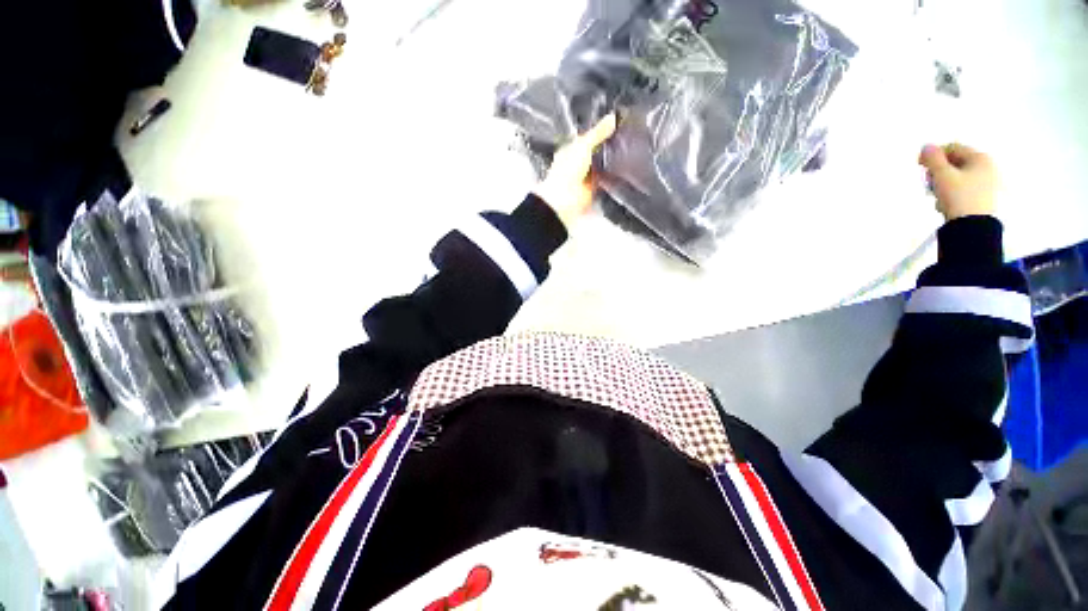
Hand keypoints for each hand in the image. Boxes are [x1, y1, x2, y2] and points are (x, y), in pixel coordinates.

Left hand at [534, 114, 617, 227]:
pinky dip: (612, 177)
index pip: (587, 137)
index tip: (615, 123)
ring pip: (602, 166)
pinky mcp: (594, 189)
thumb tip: (612, 118)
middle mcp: (578, 163)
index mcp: (571, 150)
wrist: (564, 199)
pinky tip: (622, 170)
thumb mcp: (583, 145)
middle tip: (624, 138)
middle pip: (596, 152)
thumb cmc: (565, 172)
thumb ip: (598, 133)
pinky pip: (606, 180)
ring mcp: (586, 177)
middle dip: (607, 147)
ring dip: (610, 162)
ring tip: (626, 152)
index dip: (599, 131)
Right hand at [918, 143, 996, 220]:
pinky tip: (947, 203)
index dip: (934, 155)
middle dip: (939, 172)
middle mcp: (988, 167)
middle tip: (929, 183)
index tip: (920, 166)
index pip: (953, 148)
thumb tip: (926, 146)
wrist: (973, 227)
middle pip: (956, 163)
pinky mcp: (985, 198)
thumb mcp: (942, 175)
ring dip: (944, 184)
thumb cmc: (959, 196)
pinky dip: (952, 193)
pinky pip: (965, 189)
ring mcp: (988, 184)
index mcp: (981, 157)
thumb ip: (933, 159)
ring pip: (959, 177)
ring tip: (937, 196)